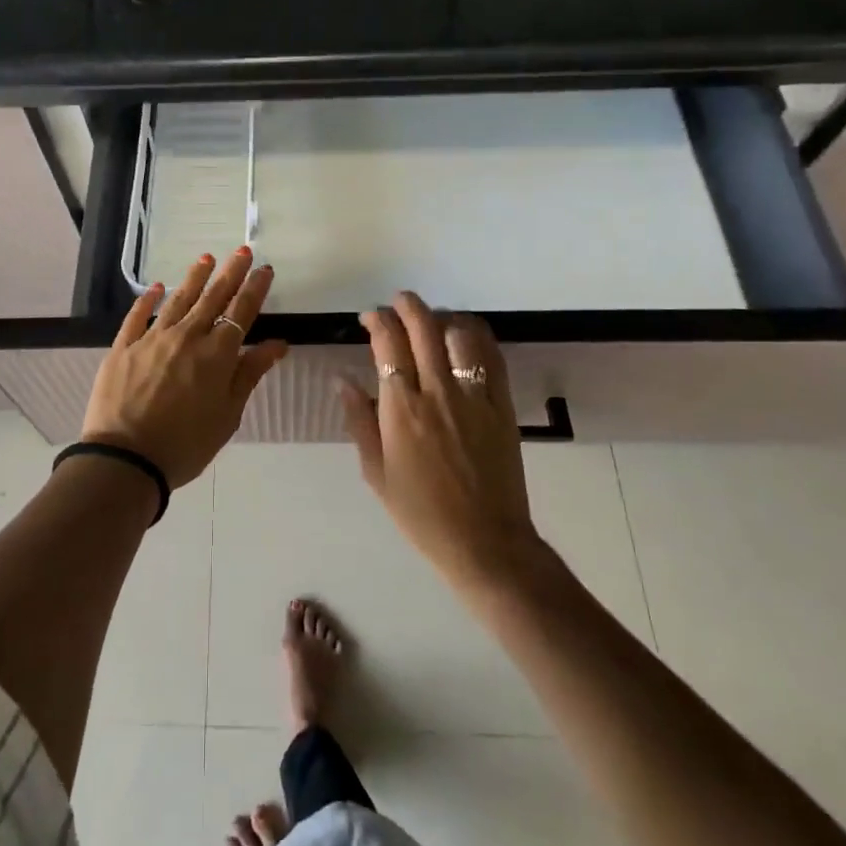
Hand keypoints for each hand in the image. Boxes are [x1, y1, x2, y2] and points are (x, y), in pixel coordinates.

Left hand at [79, 247, 288, 493]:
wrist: (126, 458)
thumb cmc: (185, 444)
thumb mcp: (228, 415)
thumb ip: (250, 374)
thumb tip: (277, 343)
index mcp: (217, 355)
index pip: (241, 312)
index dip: (254, 289)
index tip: (264, 270)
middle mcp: (186, 337)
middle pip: (212, 298)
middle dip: (230, 273)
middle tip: (241, 251)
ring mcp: (152, 339)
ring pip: (177, 300)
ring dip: (194, 278)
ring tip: (206, 258)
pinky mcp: (123, 348)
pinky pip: (137, 316)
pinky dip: (147, 300)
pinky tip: (155, 288)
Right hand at [340, 292, 541, 590]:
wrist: (485, 542)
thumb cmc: (421, 512)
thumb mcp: (376, 471)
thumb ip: (359, 420)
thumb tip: (342, 380)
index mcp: (401, 409)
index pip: (388, 343)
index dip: (378, 320)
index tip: (371, 319)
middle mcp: (437, 392)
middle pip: (424, 327)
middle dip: (407, 305)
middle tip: (397, 303)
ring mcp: (475, 395)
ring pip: (460, 333)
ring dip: (442, 317)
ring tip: (432, 321)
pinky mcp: (503, 404)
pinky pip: (492, 355)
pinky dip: (476, 334)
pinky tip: (464, 336)